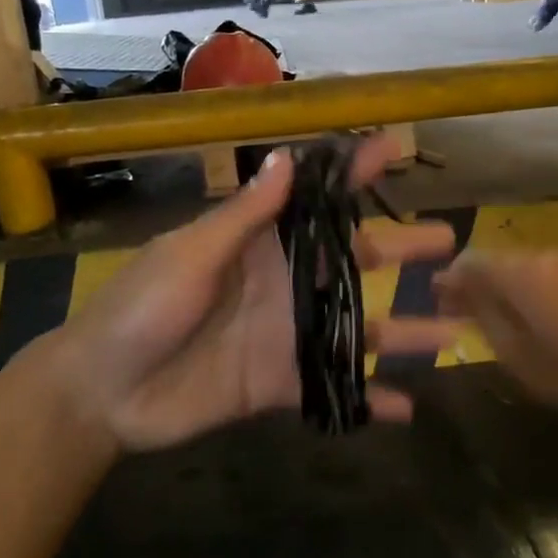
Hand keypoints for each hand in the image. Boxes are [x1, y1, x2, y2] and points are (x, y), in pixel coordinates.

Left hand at [7, 135, 459, 453]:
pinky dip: (370, 400)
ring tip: (455, 331)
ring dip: (405, 332)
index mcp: (260, 244)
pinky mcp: (282, 384)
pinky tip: (409, 408)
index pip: (316, 199)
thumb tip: (287, 158)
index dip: (353, 172)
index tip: (396, 148)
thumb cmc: (140, 308)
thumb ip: (244, 216)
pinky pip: (336, 390)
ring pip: (359, 329)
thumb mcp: (190, 255)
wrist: (102, 392)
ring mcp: (288, 335)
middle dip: (402, 251)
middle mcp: (285, 284)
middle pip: (355, 264)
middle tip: (451, 242)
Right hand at [435, 251, 557, 432]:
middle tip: (453, 314)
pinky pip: (540, 274)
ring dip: (496, 288)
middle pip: (494, 260)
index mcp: (522, 272)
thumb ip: (483, 316)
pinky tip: (521, 318)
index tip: (434, 301)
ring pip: (517, 267)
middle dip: (471, 283)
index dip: (448, 279)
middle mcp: (542, 256)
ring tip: (484, 320)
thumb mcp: (517, 355)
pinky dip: (521, 291)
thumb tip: (454, 289)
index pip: (470, 260)